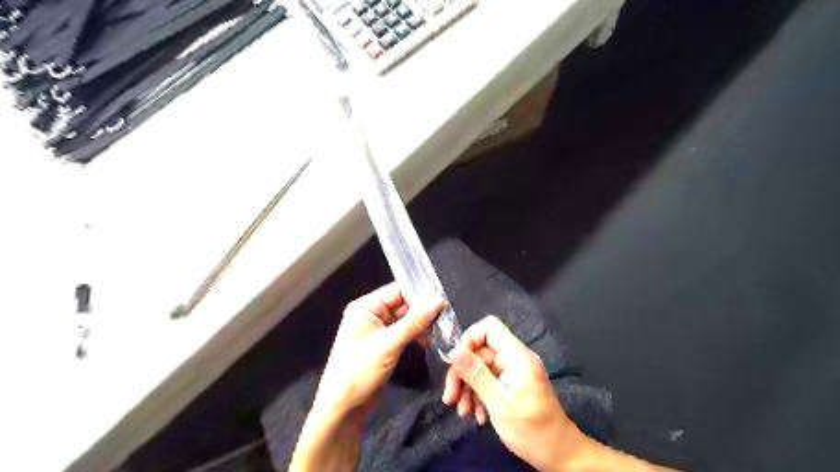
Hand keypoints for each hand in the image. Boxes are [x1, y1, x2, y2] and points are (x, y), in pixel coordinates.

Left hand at [315, 284, 444, 417]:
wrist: (342, 408)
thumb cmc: (359, 373)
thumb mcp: (389, 345)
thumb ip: (414, 322)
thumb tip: (437, 301)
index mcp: (365, 307)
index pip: (398, 291)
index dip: (420, 296)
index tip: (441, 304)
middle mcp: (370, 314)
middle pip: (402, 304)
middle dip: (423, 311)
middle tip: (446, 318)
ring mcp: (377, 329)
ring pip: (405, 318)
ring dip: (421, 324)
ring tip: (441, 331)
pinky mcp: (383, 343)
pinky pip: (403, 332)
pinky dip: (415, 335)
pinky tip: (429, 341)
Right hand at [441, 316, 585, 469]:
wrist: (559, 455)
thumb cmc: (532, 429)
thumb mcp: (499, 403)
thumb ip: (476, 374)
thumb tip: (453, 350)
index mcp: (517, 355)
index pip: (489, 327)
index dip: (469, 339)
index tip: (455, 363)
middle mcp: (515, 358)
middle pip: (479, 351)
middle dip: (463, 373)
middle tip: (450, 398)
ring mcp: (513, 371)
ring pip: (480, 367)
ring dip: (468, 388)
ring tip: (463, 411)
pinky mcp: (511, 384)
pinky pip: (487, 380)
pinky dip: (478, 395)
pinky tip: (477, 415)